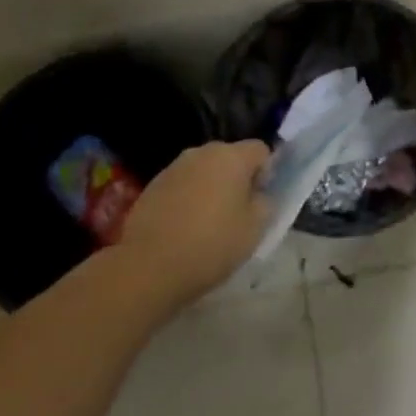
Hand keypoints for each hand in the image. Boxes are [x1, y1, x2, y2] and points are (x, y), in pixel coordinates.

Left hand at [119, 140, 272, 308]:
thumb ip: (265, 203)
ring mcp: (174, 167)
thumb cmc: (211, 244)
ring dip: (211, 188)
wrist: (149, 266)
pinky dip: (188, 199)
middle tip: (238, 214)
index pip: (260, 150)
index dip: (267, 172)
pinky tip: (184, 228)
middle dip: (237, 179)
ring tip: (208, 223)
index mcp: (231, 156)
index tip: (260, 201)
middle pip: (231, 158)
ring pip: (204, 171)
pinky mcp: (153, 185)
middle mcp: (202, 152)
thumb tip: (260, 193)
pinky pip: (182, 185)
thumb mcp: (255, 229)